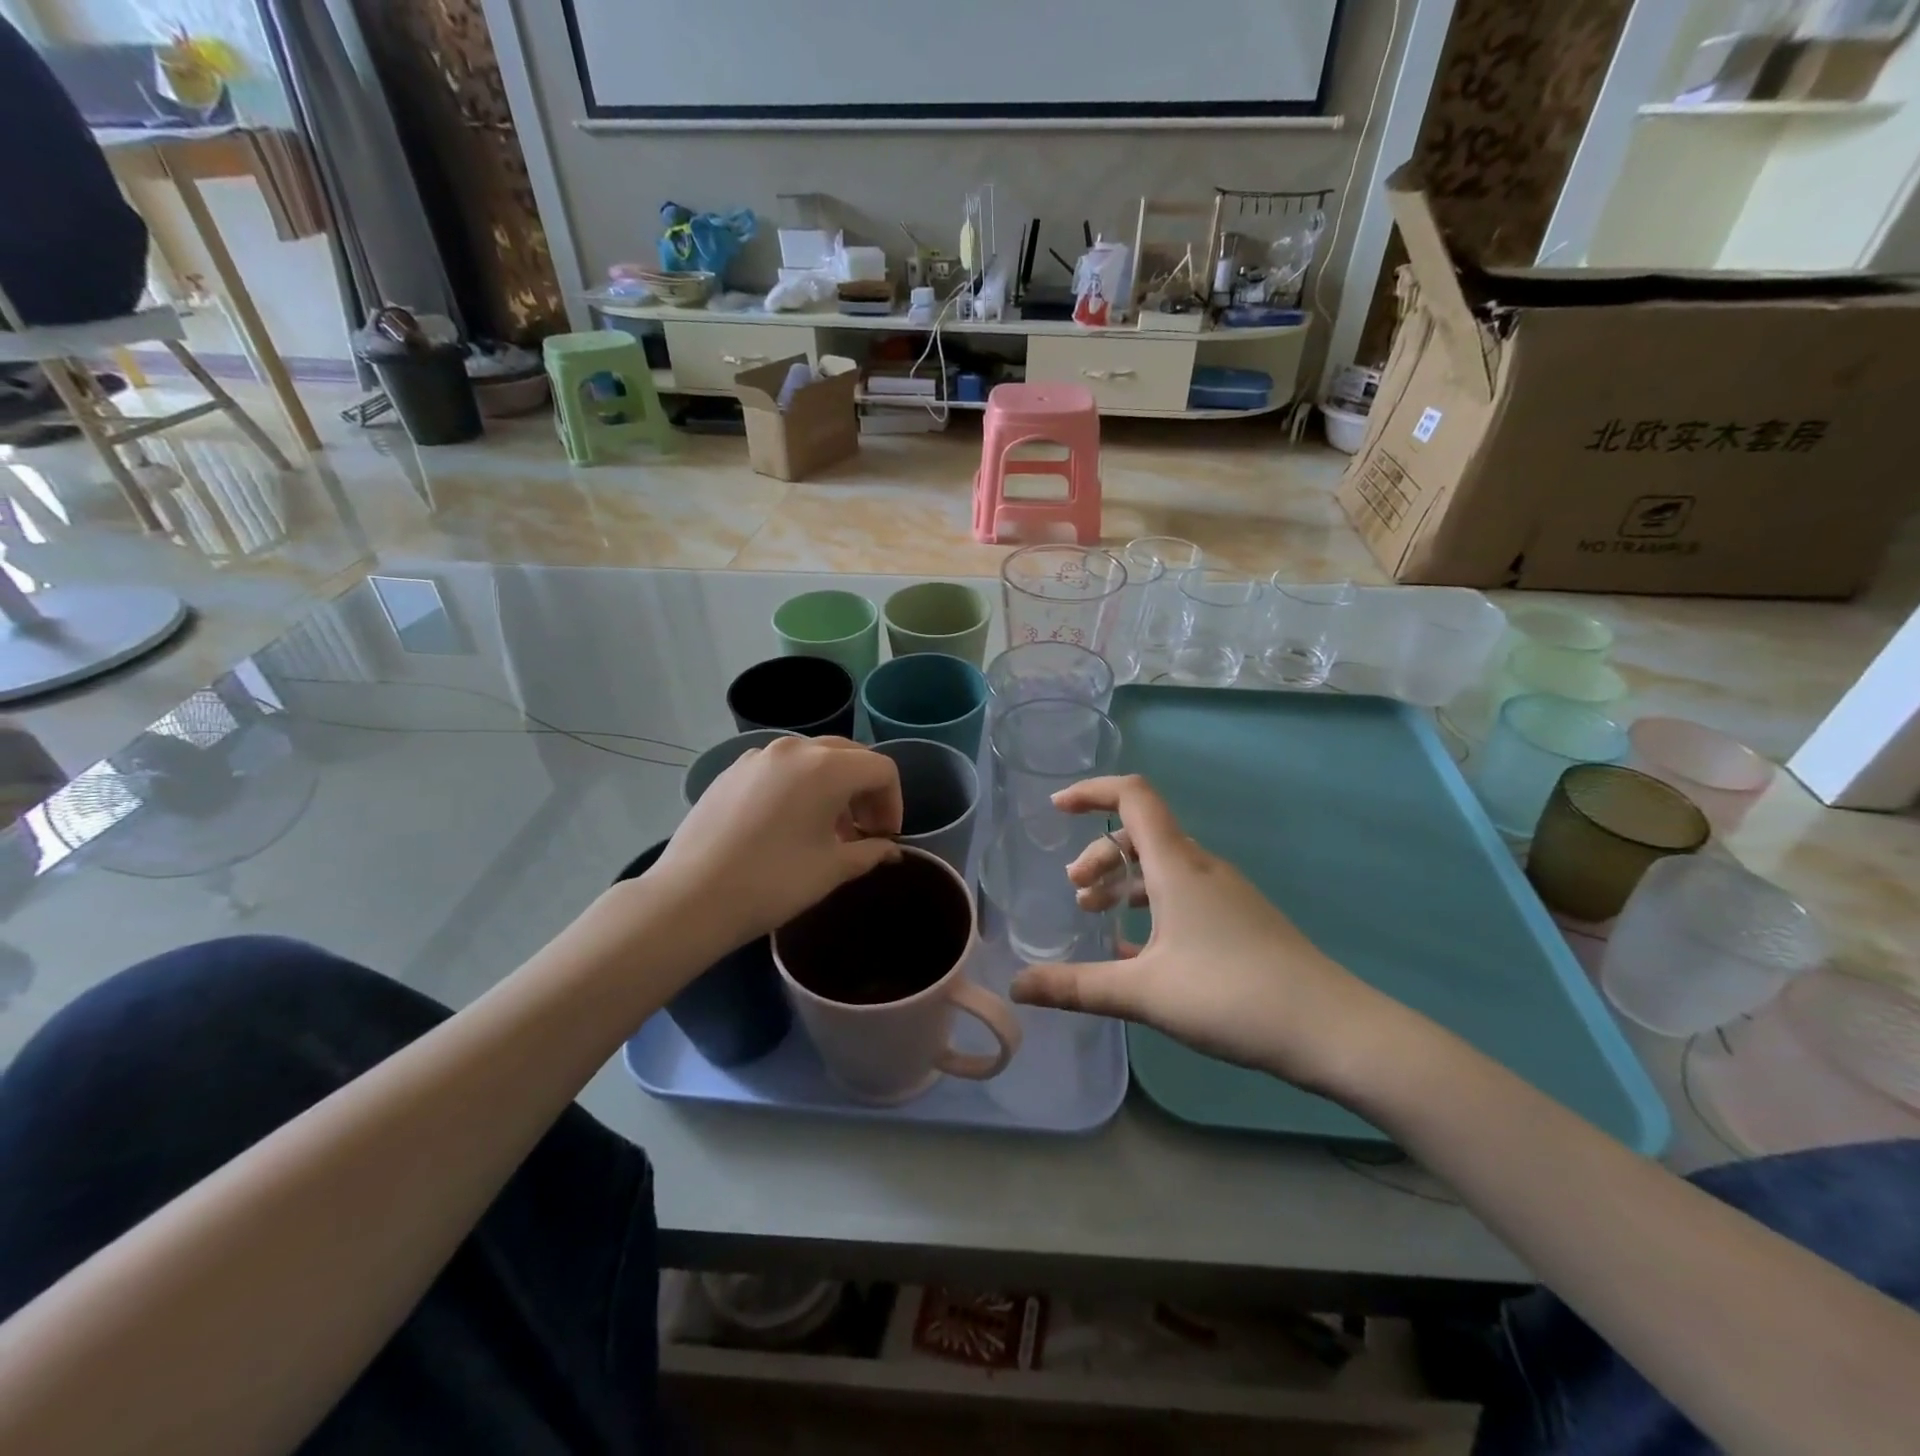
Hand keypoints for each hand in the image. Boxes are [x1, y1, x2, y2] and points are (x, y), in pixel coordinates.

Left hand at [645, 736, 901, 946]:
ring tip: (826, 831)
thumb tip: (889, 850)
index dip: (894, 802)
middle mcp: (795, 749)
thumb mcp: (832, 869)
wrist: (691, 898)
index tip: (886, 838)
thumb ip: (870, 852)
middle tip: (863, 831)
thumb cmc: (774, 882)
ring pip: (812, 759)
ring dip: (832, 788)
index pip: (881, 769)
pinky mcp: (732, 771)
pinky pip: (780, 769)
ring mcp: (758, 756)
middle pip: (849, 756)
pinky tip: (787, 825)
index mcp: (827, 767)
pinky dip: (798, 787)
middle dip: (865, 791)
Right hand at [1008, 775, 1390, 1091]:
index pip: (1133, 797)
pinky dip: (1149, 907)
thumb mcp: (1143, 993)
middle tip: (1074, 892)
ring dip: (1122, 883)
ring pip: (1161, 868)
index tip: (1056, 810)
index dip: (1091, 792)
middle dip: (1099, 855)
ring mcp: (1224, 893)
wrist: (1331, 1030)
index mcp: (1177, 865)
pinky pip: (1182, 896)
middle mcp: (1200, 868)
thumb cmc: (1231, 995)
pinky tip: (1135, 950)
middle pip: (1141, 836)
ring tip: (1094, 916)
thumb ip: (1076, 987)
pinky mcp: (1239, 920)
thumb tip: (1017, 986)